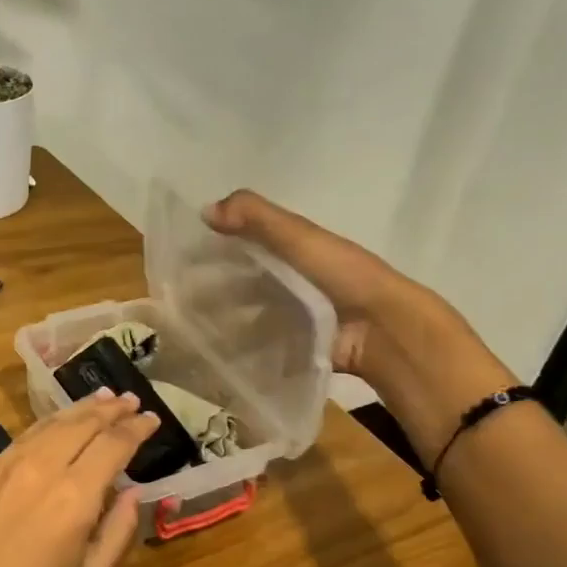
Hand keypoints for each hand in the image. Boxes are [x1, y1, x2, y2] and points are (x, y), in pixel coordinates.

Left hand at [0, 392, 157, 566]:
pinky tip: (59, 422)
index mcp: (76, 495)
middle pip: (83, 423)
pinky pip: (26, 435)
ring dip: (81, 408)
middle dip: (111, 409)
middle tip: (131, 399)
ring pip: (52, 423)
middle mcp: (43, 467)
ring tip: (102, 398)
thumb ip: (120, 530)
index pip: (114, 444)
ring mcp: (10, 465)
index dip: (137, 428)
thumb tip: (133, 491)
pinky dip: (50, 422)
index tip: (152, 419)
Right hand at [206, 190, 517, 462]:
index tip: (186, 258)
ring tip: (194, 331)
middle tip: (182, 300)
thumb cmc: (342, 278)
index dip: (222, 246)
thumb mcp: (300, 238)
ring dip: (228, 322)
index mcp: (302, 251)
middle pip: (250, 283)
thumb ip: (257, 219)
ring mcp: (301, 319)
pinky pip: (266, 347)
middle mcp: (300, 282)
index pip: (253, 243)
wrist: (384, 330)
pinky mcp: (301, 350)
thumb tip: (204, 210)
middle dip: (219, 289)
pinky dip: (244, 350)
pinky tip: (219, 355)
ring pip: (255, 316)